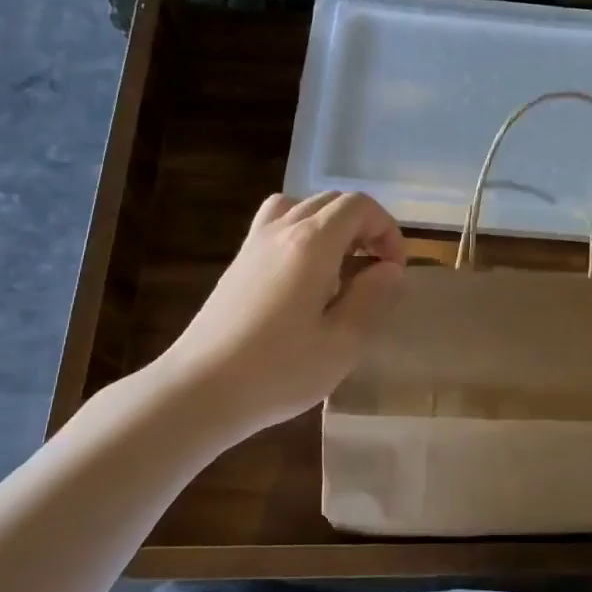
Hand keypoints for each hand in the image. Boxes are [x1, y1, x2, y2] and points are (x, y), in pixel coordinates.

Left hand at [156, 192, 404, 441]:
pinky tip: (304, 279)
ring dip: (330, 226)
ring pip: (301, 206)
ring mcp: (255, 244)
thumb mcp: (343, 342)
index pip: (359, 206)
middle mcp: (282, 230)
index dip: (387, 230)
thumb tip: (389, 269)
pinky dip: (301, 234)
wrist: (199, 390)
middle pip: (331, 201)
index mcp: (312, 243)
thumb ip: (373, 298)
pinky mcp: (238, 263)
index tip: (392, 272)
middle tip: (374, 273)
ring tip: (339, 268)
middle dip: (363, 227)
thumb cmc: (279, 370)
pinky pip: (276, 224)